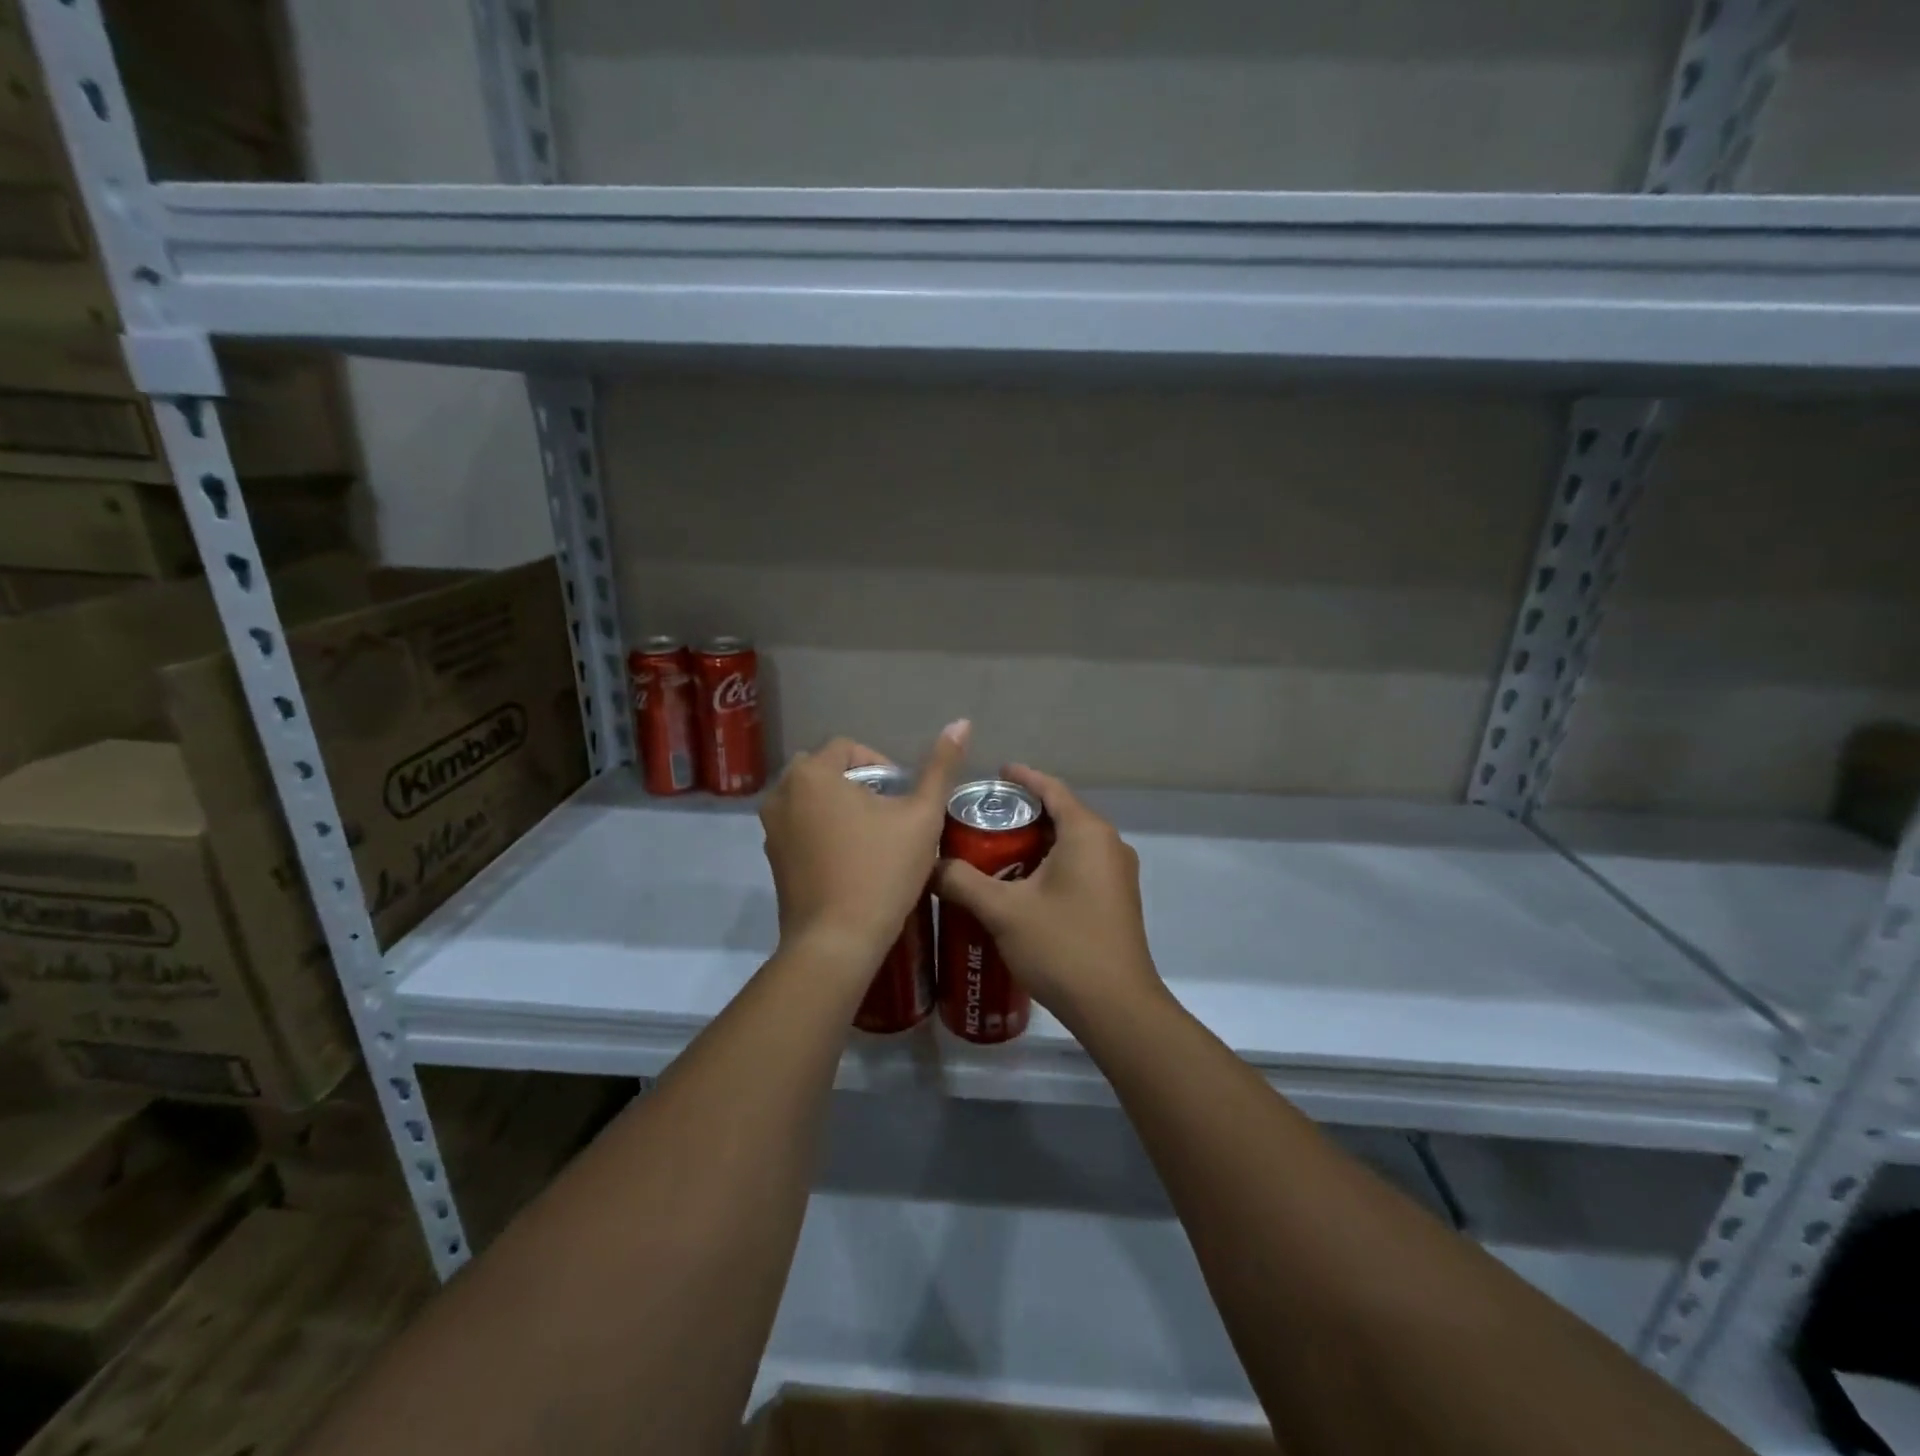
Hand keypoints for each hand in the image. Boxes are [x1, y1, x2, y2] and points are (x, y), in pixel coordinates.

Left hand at [760, 721, 969, 967]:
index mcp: (812, 774)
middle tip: (889, 815)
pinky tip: (850, 859)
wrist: (837, 942)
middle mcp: (781, 793)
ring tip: (873, 837)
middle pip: (826, 770)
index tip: (902, 798)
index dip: (882, 765)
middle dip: (858, 784)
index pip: (849, 748)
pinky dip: (823, 831)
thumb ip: (941, 767)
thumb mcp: (922, 816)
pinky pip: (800, 827)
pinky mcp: (772, 858)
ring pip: (812, 799)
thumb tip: (962, 722)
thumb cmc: (881, 871)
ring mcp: (771, 828)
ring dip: (840, 806)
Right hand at [933, 764, 1163, 1030]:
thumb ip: (962, 881)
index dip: (1021, 778)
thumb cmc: (1062, 947)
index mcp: (1087, 833)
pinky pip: (1080, 865)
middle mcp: (1108, 844)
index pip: (1051, 788)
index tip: (992, 776)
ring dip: (1035, 841)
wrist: (1116, 1008)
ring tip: (992, 850)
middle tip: (980, 819)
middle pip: (1060, 814)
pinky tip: (1020, 884)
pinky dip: (1050, 863)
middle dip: (1022, 813)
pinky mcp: (1116, 899)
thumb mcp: (1003, 911)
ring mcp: (1117, 873)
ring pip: (1070, 842)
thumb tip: (928, 864)